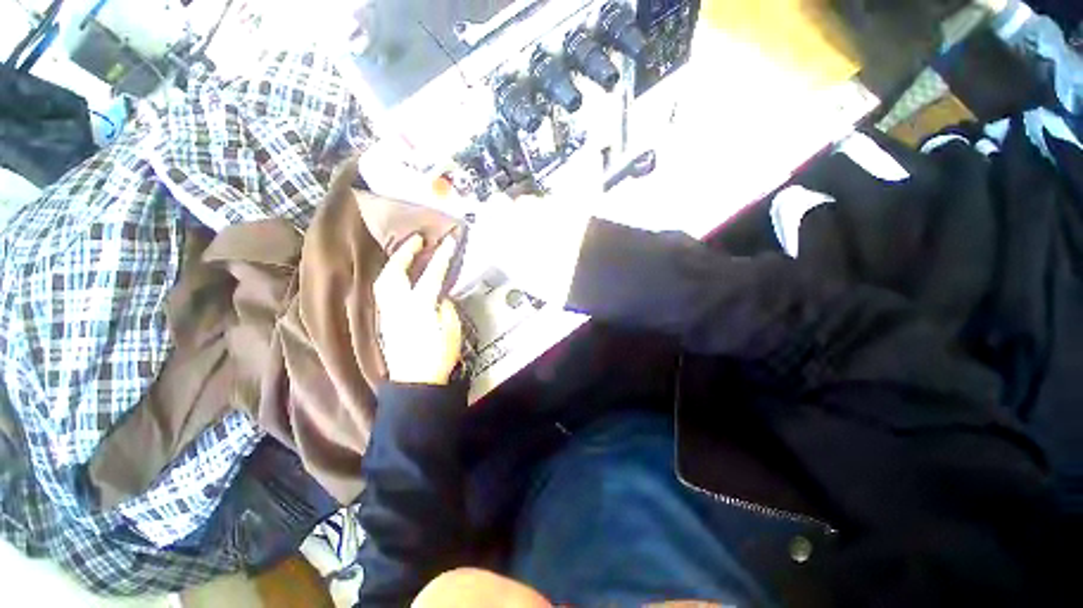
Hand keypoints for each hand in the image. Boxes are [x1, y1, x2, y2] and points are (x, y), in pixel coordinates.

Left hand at [374, 235, 462, 384]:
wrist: (415, 381)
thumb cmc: (438, 357)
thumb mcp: (452, 331)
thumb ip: (446, 309)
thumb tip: (442, 296)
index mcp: (419, 306)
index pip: (432, 274)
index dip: (442, 256)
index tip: (449, 240)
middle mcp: (398, 305)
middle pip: (395, 272)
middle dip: (406, 252)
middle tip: (416, 239)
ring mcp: (388, 312)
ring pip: (383, 280)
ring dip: (394, 263)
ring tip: (405, 253)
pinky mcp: (385, 320)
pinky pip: (383, 291)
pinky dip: (389, 276)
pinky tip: (397, 275)